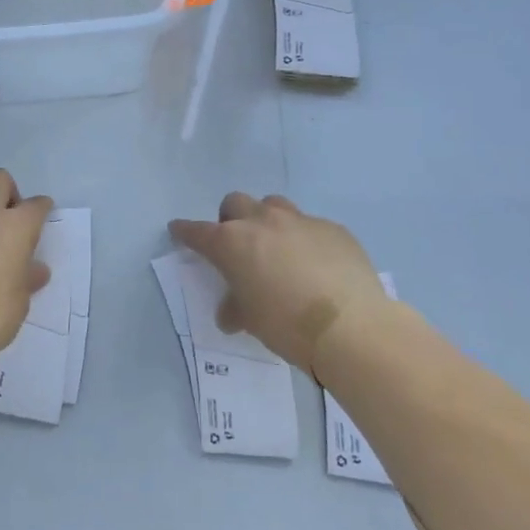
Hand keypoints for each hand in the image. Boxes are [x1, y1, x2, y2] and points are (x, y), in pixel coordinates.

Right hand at [169, 193, 387, 371]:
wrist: (351, 326)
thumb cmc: (287, 325)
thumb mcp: (252, 321)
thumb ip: (236, 308)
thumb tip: (232, 313)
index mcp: (232, 243)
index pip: (198, 232)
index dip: (185, 232)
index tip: (179, 230)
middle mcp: (262, 222)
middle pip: (235, 203)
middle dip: (230, 219)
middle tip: (238, 244)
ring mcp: (300, 221)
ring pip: (274, 205)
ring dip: (267, 220)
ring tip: (277, 248)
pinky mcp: (333, 229)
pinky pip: (310, 225)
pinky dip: (304, 239)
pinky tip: (316, 264)